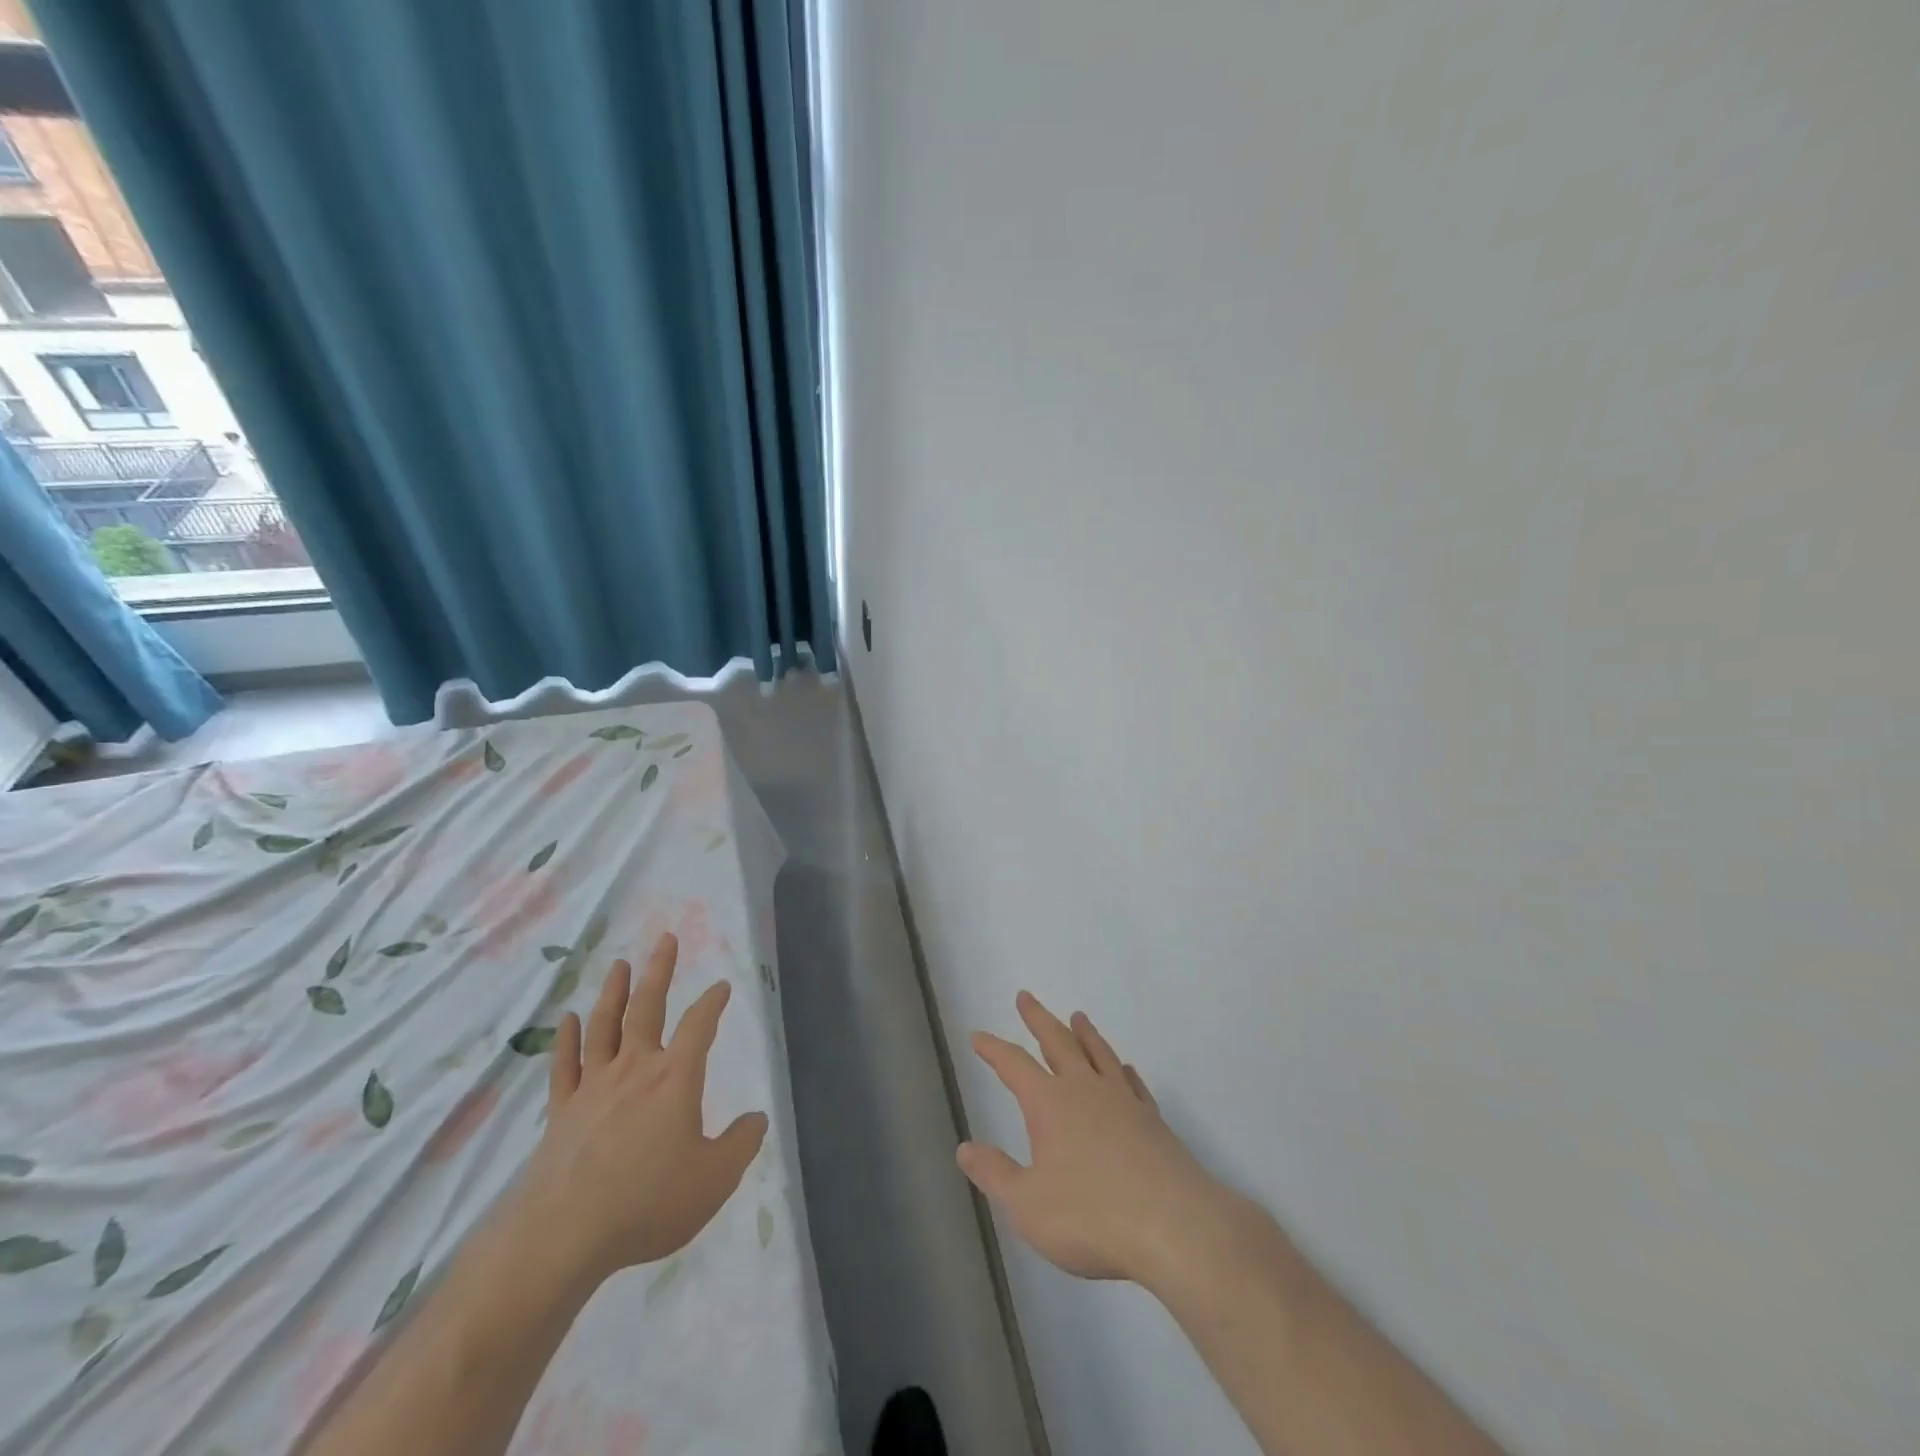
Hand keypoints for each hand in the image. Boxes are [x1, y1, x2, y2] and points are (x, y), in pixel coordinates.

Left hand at [512, 933, 767, 1284]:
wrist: (564, 1236)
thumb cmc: (648, 1202)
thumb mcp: (714, 1179)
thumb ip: (740, 1144)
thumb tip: (756, 1118)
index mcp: (675, 1078)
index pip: (700, 1025)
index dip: (713, 1002)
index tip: (722, 986)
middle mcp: (635, 1069)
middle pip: (648, 1008)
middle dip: (659, 971)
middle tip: (665, 939)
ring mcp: (593, 1088)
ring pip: (605, 1026)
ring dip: (614, 992)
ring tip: (620, 964)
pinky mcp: (562, 1112)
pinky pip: (565, 1066)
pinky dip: (568, 1040)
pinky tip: (569, 1020)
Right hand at [958, 992, 1250, 1291]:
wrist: (1175, 1226)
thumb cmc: (1092, 1217)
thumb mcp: (1028, 1205)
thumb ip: (995, 1175)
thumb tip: (965, 1147)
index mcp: (1050, 1104)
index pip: (1014, 1065)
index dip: (993, 1049)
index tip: (978, 1035)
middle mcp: (1085, 1090)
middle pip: (1058, 1042)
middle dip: (1038, 1019)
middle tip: (1026, 996)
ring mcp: (1123, 1101)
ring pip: (1098, 1053)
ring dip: (1084, 1033)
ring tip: (1077, 1016)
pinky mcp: (1152, 1120)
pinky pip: (1132, 1084)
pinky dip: (1122, 1070)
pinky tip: (1124, 1069)